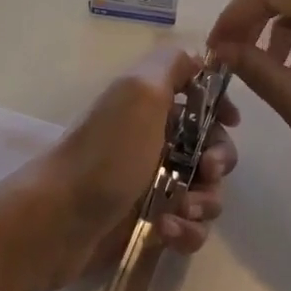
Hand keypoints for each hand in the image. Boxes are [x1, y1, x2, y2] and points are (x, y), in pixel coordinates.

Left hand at [0, 46, 238, 290]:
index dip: (218, 106)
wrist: (59, 220)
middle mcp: (153, 139)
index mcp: (150, 104)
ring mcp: (152, 183)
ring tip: (180, 210)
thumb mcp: (139, 92)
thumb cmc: (106, 153)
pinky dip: (186, 230)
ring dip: (205, 201)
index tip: (230, 122)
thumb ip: (171, 65)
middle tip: (207, 171)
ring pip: (205, 189)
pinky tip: (166, 232)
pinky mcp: (150, 223)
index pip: (197, 96)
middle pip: (210, 145)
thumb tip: (199, 58)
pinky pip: (189, 226)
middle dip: (219, 160)